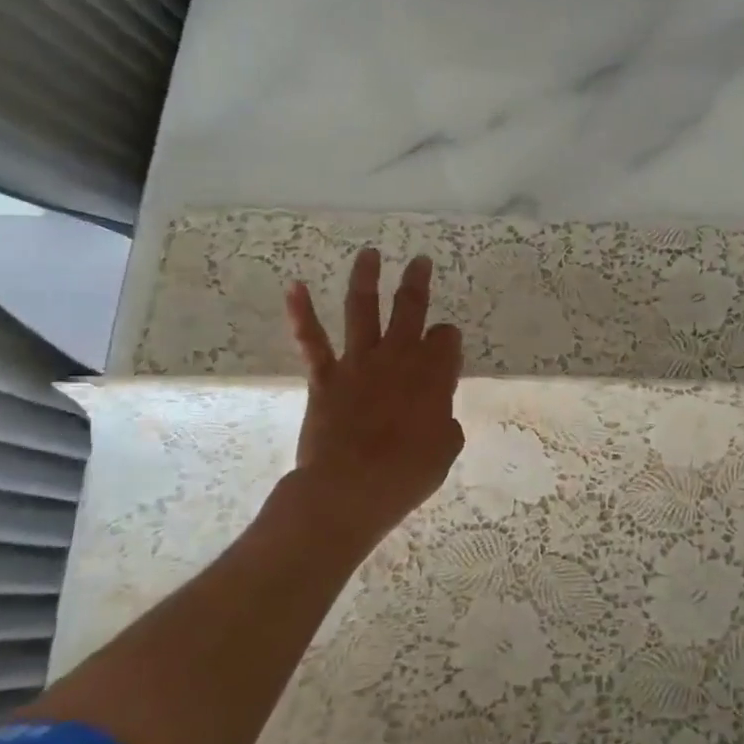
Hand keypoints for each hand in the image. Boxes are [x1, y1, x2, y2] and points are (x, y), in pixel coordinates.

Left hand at [276, 248, 465, 548]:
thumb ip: (444, 421)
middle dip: (417, 283)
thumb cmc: (407, 473)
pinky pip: (312, 341)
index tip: (445, 350)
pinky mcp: (326, 377)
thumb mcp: (445, 448)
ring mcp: (359, 363)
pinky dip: (302, 312)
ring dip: (366, 279)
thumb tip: (436, 414)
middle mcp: (398, 357)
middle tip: (421, 262)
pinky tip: (295, 286)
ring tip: (370, 254)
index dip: (448, 341)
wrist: (350, 488)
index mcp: (434, 374)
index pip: (447, 339)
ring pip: (363, 310)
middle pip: (411, 309)